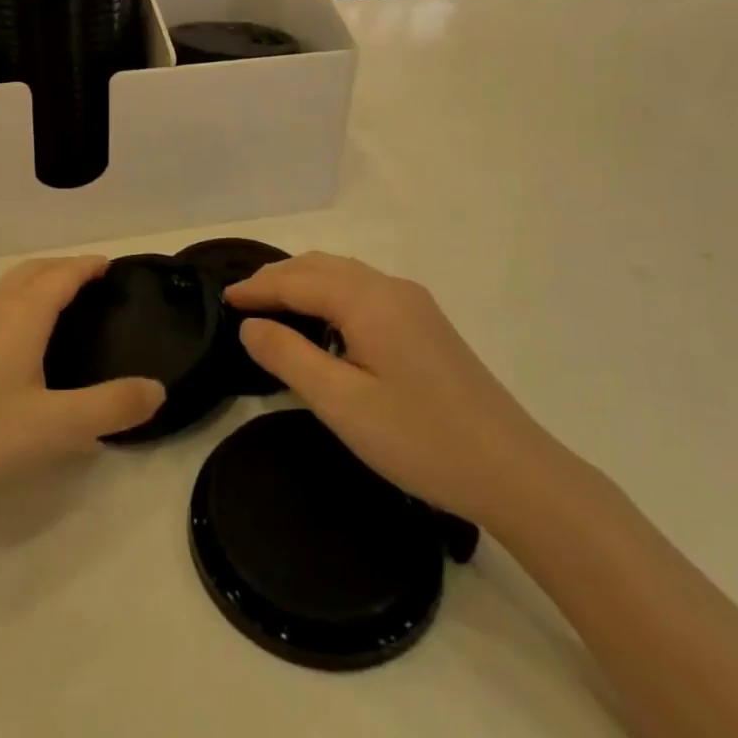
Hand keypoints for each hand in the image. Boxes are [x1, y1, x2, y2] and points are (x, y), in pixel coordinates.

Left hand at [0, 256, 164, 515]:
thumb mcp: (54, 428)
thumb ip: (110, 408)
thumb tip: (158, 389)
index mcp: (21, 315)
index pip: (62, 274)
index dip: (88, 265)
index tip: (111, 265)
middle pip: (33, 271)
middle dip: (63, 267)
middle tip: (91, 280)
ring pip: (7, 286)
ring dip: (36, 282)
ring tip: (57, 301)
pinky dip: (14, 301)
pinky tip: (12, 336)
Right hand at [227, 252, 572, 531]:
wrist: (514, 471)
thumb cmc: (419, 438)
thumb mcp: (341, 402)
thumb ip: (289, 357)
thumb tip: (251, 325)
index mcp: (368, 300)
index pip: (297, 279)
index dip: (257, 288)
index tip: (223, 299)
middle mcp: (391, 288)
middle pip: (322, 266)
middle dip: (278, 278)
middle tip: (242, 301)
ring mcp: (415, 305)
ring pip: (345, 276)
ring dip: (305, 284)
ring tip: (273, 308)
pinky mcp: (427, 325)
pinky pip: (365, 293)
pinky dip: (331, 296)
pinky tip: (324, 325)